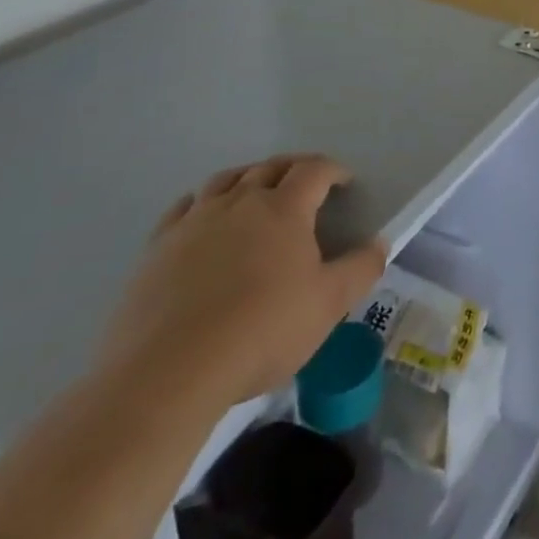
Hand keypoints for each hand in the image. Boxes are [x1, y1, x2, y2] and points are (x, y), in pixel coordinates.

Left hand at [99, 155, 387, 415]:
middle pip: (270, 167)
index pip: (314, 170)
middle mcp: (241, 201)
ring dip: (248, 178)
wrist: (169, 372)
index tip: (344, 182)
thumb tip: (380, 243)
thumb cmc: (262, 331)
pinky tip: (203, 217)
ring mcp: (196, 220)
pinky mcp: (158, 246)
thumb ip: (360, 269)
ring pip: (226, 180)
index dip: (333, 170)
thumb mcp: (328, 305)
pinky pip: (184, 207)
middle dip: (293, 168)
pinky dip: (201, 202)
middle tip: (305, 184)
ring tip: (255, 192)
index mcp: (284, 208)